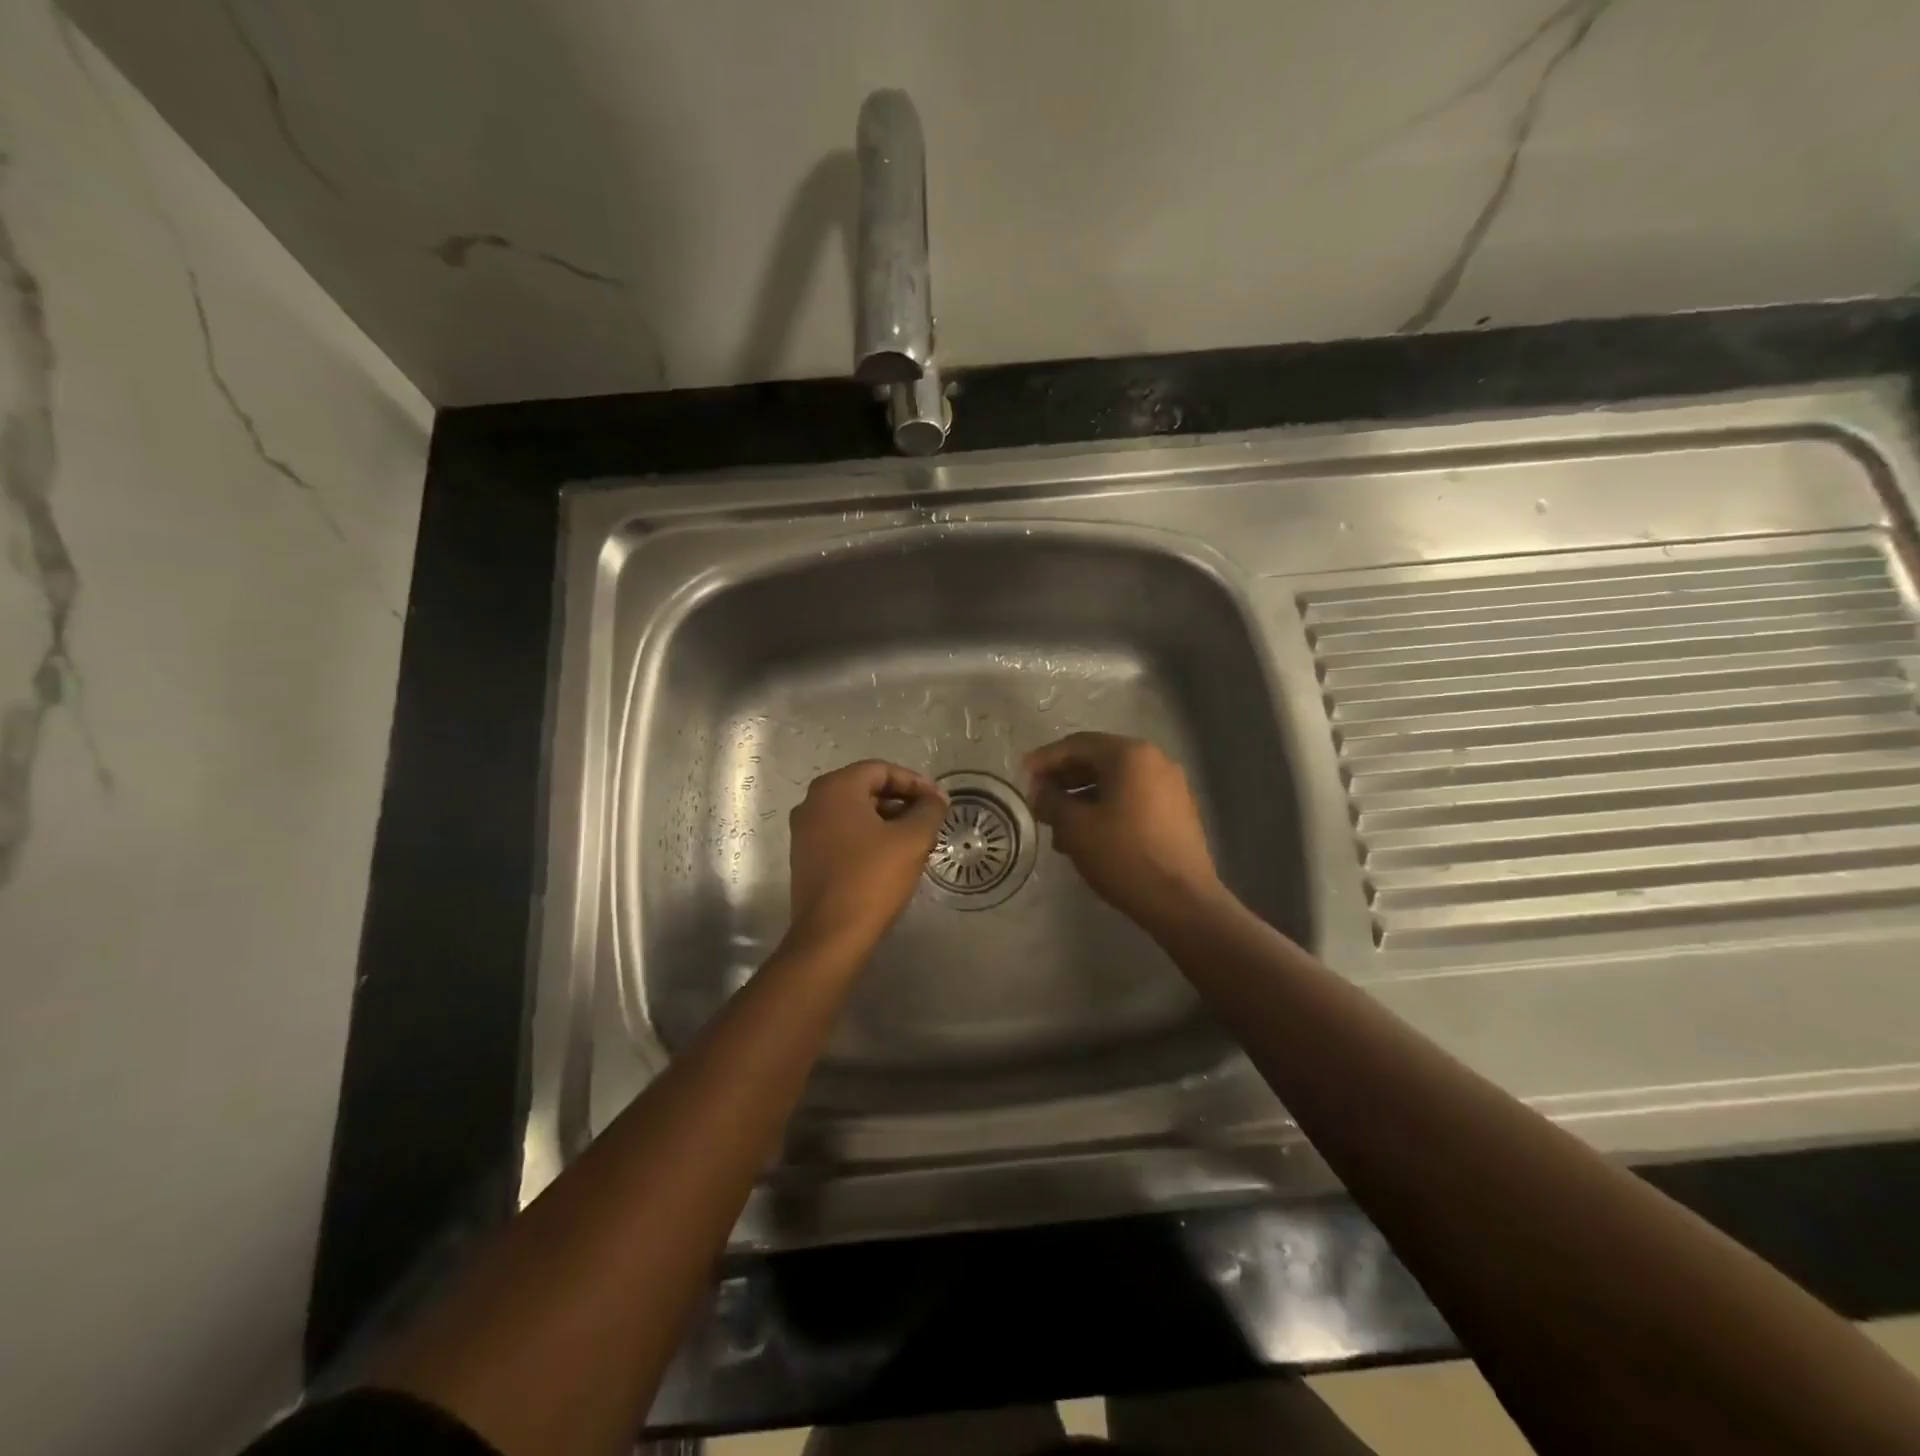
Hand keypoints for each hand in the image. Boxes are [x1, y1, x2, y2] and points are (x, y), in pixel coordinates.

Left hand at [786, 760, 947, 958]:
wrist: (830, 935)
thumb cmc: (872, 878)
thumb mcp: (912, 839)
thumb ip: (929, 810)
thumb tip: (936, 798)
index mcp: (835, 788)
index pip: (881, 770)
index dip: (915, 782)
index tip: (938, 802)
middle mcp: (813, 802)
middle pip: (866, 788)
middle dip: (901, 801)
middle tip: (929, 820)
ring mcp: (804, 830)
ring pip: (854, 812)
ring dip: (887, 820)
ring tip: (916, 840)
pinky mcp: (805, 856)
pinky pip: (841, 833)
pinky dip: (867, 836)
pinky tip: (890, 857)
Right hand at [1025, 733, 1222, 932]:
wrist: (1182, 901)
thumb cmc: (1124, 855)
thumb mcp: (1075, 827)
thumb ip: (1051, 801)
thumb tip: (1041, 792)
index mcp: (1130, 755)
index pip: (1077, 745)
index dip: (1045, 759)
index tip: (1023, 775)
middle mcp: (1155, 761)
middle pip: (1098, 760)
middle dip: (1064, 779)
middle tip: (1038, 800)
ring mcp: (1171, 787)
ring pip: (1115, 782)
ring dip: (1082, 797)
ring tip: (1057, 825)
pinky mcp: (1177, 812)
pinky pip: (1132, 799)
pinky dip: (1106, 808)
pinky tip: (1087, 835)